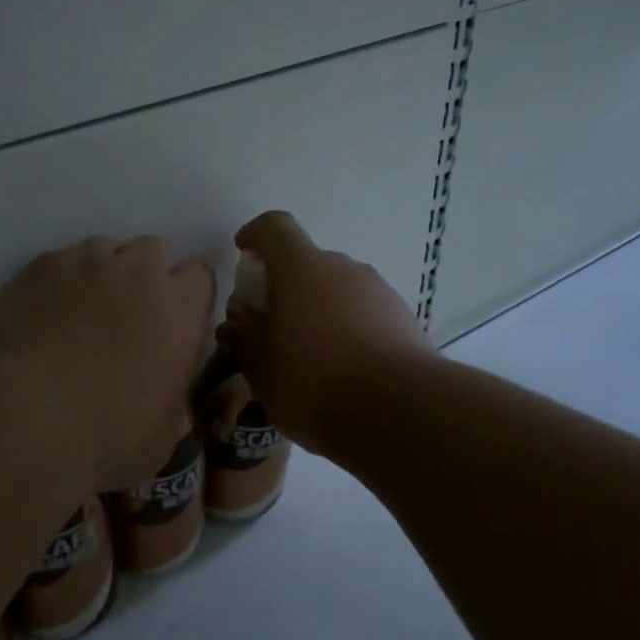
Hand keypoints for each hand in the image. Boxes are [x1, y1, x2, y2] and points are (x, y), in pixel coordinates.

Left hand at [0, 236, 215, 492]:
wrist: (16, 417)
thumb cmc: (102, 437)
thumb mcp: (161, 437)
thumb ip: (173, 399)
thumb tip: (164, 392)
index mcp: (179, 310)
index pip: (200, 276)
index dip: (188, 299)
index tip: (175, 326)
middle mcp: (137, 273)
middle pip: (155, 251)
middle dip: (149, 276)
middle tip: (131, 317)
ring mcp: (84, 262)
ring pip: (107, 249)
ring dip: (105, 273)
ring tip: (84, 313)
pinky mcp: (38, 267)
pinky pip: (62, 260)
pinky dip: (62, 280)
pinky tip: (46, 315)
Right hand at [222, 211, 435, 452]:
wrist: (400, 411)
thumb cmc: (314, 383)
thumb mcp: (262, 371)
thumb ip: (245, 342)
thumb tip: (235, 326)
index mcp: (301, 269)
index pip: (275, 228)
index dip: (256, 235)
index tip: (244, 252)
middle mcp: (343, 269)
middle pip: (308, 263)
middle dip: (287, 287)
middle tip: (273, 327)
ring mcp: (379, 292)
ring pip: (339, 290)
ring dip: (320, 311)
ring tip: (310, 358)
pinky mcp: (405, 319)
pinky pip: (366, 314)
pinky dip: (349, 330)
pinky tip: (344, 371)